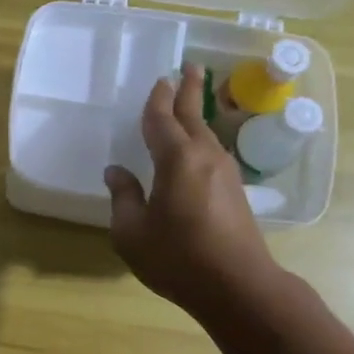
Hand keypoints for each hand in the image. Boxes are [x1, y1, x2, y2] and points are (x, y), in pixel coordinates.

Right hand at [104, 66, 284, 321]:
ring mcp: (225, 173)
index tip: (159, 79)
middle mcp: (205, 157)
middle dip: (189, 90)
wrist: (237, 286)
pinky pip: (213, 152)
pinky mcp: (235, 191)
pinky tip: (196, 148)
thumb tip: (116, 172)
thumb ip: (123, 197)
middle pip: (194, 115)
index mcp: (176, 159)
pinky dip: (201, 139)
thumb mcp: (131, 231)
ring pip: (207, 134)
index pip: (162, 119)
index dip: (157, 99)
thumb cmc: (177, 257)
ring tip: (189, 103)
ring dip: (197, 115)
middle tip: (189, 67)